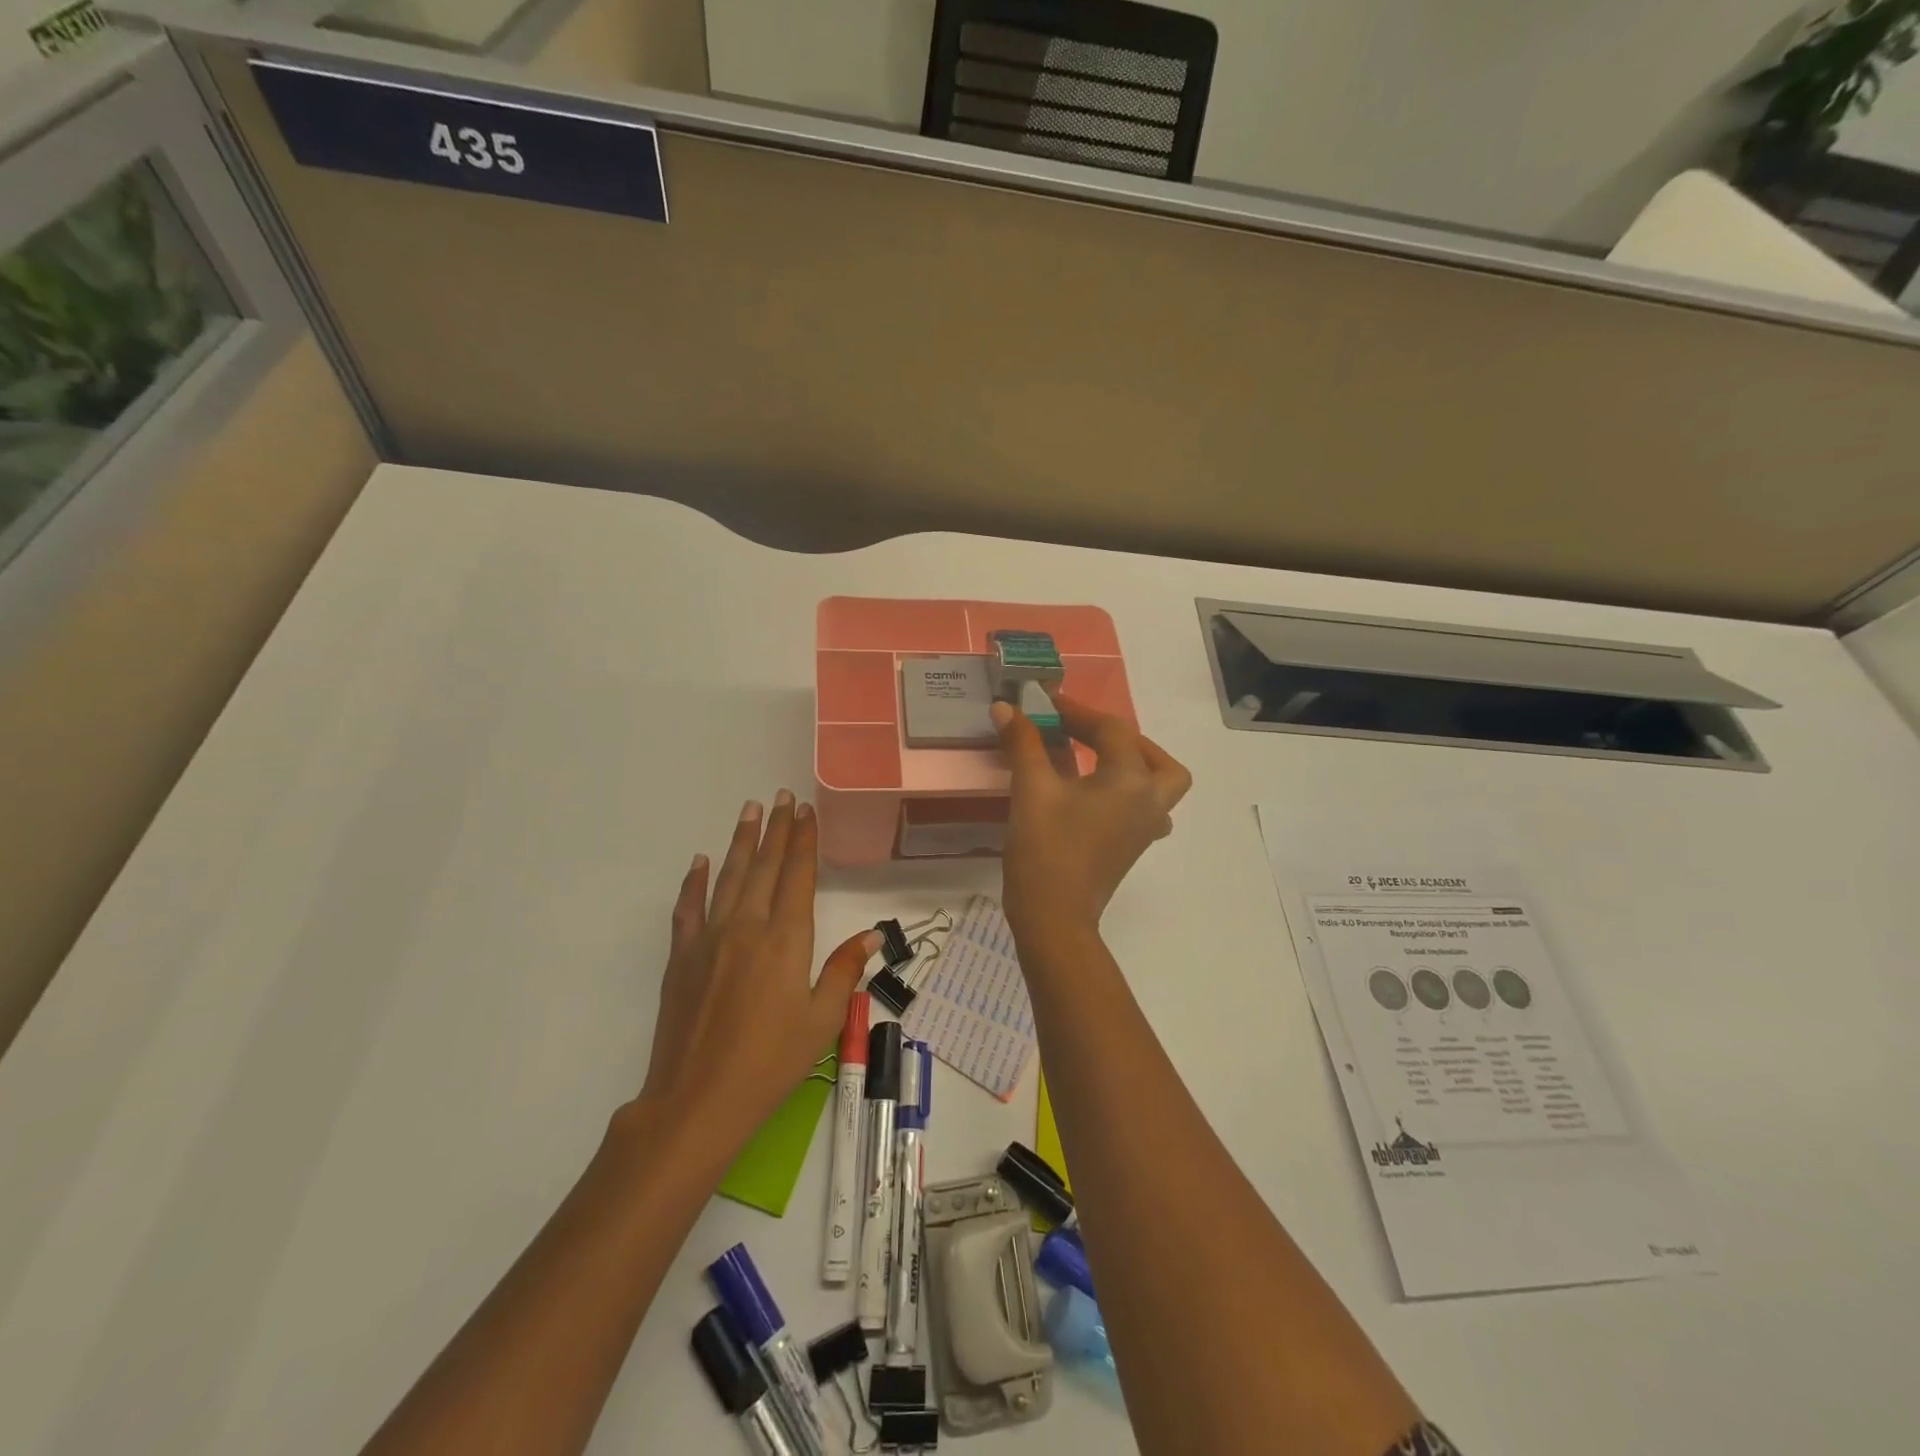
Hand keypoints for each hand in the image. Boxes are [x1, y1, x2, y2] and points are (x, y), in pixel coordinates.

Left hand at [638, 790, 878, 1148]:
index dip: (803, 841)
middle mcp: (747, 927)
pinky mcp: (681, 957)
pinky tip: (700, 861)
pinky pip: (688, 908)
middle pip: (764, 866)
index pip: (797, 876)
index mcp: (785, 940)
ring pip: (729, 877)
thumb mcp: (821, 1021)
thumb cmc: (771, 1063)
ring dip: (741, 841)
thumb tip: (874, 935)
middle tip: (782, 797)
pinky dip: (694, 881)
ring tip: (750, 810)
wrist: (697, 1100)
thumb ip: (845, 971)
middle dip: (776, 829)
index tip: (806, 812)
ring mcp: (709, 939)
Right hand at [990, 694, 1191, 942]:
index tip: (1044, 703)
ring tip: (1095, 762)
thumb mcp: (1031, 789)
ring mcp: (1144, 830)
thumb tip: (1006, 707)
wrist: (1053, 918)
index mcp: (1132, 781)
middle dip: (1123, 740)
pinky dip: (1125, 795)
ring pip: (1158, 787)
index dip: (1076, 711)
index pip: (1111, 730)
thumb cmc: (1046, 849)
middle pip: (1156, 760)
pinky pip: (1142, 810)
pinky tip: (1092, 798)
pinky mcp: (1131, 848)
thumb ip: (1024, 743)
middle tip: (1087, 735)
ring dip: (1133, 767)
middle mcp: (1150, 802)